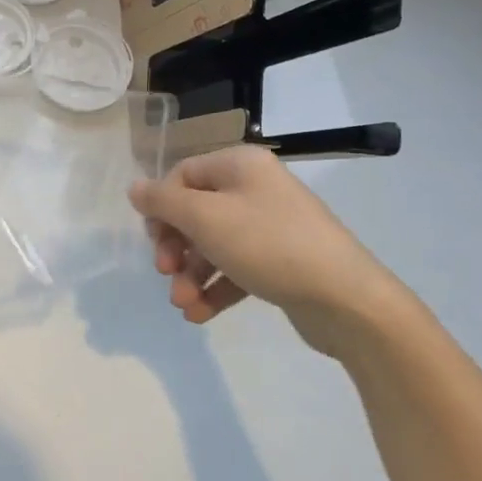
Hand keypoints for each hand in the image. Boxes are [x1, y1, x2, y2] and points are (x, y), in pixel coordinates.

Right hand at [129, 145, 421, 358]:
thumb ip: (163, 201)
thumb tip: (135, 188)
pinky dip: (215, 289)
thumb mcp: (205, 218)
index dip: (162, 207)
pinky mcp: (281, 263)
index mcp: (240, 165)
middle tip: (166, 272)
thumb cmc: (268, 245)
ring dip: (191, 275)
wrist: (347, 300)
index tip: (155, 240)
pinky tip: (199, 314)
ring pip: (213, 245)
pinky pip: (235, 269)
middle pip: (195, 212)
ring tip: (183, 305)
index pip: (182, 175)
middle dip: (176, 248)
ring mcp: (271, 227)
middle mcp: (255, 189)